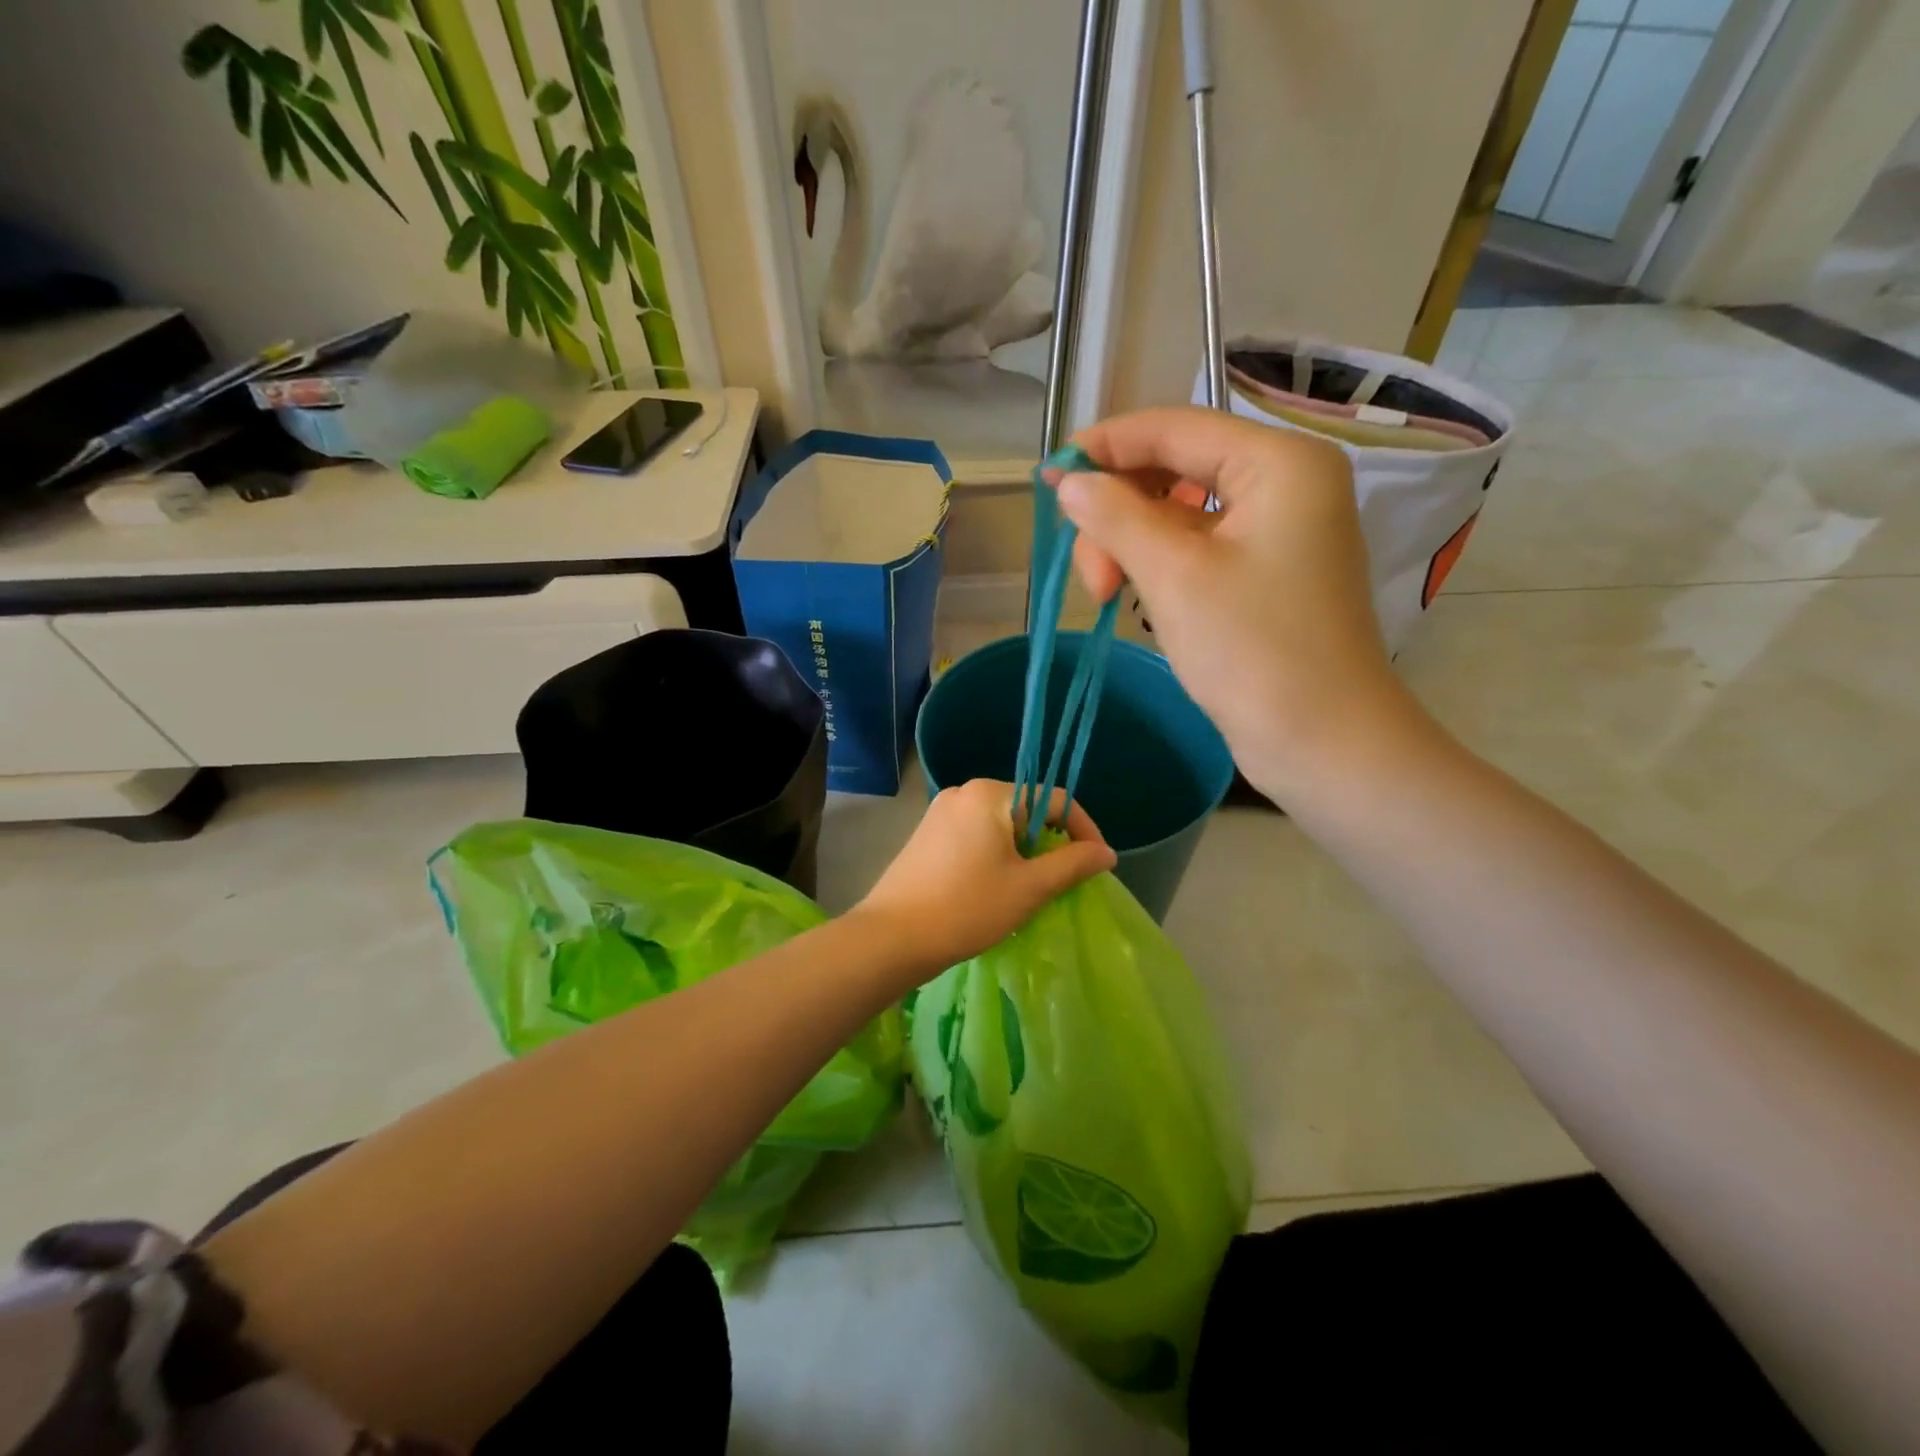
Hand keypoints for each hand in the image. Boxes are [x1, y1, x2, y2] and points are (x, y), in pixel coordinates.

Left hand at [854, 779, 1115, 975]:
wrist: (892, 937)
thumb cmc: (967, 908)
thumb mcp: (1029, 888)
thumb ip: (1072, 864)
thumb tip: (1106, 853)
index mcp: (990, 793)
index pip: (1055, 799)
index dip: (1083, 830)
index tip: (1097, 864)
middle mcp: (964, 791)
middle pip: (1026, 808)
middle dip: (1049, 842)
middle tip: (1061, 881)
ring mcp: (941, 811)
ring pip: (1000, 823)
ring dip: (1022, 851)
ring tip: (1029, 888)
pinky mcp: (927, 833)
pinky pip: (976, 834)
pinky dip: (995, 853)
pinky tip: (994, 886)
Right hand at [1047, 406, 1430, 798]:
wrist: (1321, 742)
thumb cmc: (1253, 651)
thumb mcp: (1173, 575)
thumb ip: (1115, 516)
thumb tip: (1067, 480)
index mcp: (1279, 463)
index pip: (1175, 428)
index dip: (1106, 447)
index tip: (1049, 478)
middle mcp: (1285, 483)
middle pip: (1175, 469)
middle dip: (1119, 514)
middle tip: (1090, 574)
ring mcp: (1278, 531)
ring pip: (1180, 513)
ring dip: (1133, 544)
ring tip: (1106, 595)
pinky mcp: (1266, 574)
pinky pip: (1198, 548)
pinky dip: (1159, 565)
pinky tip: (1135, 596)